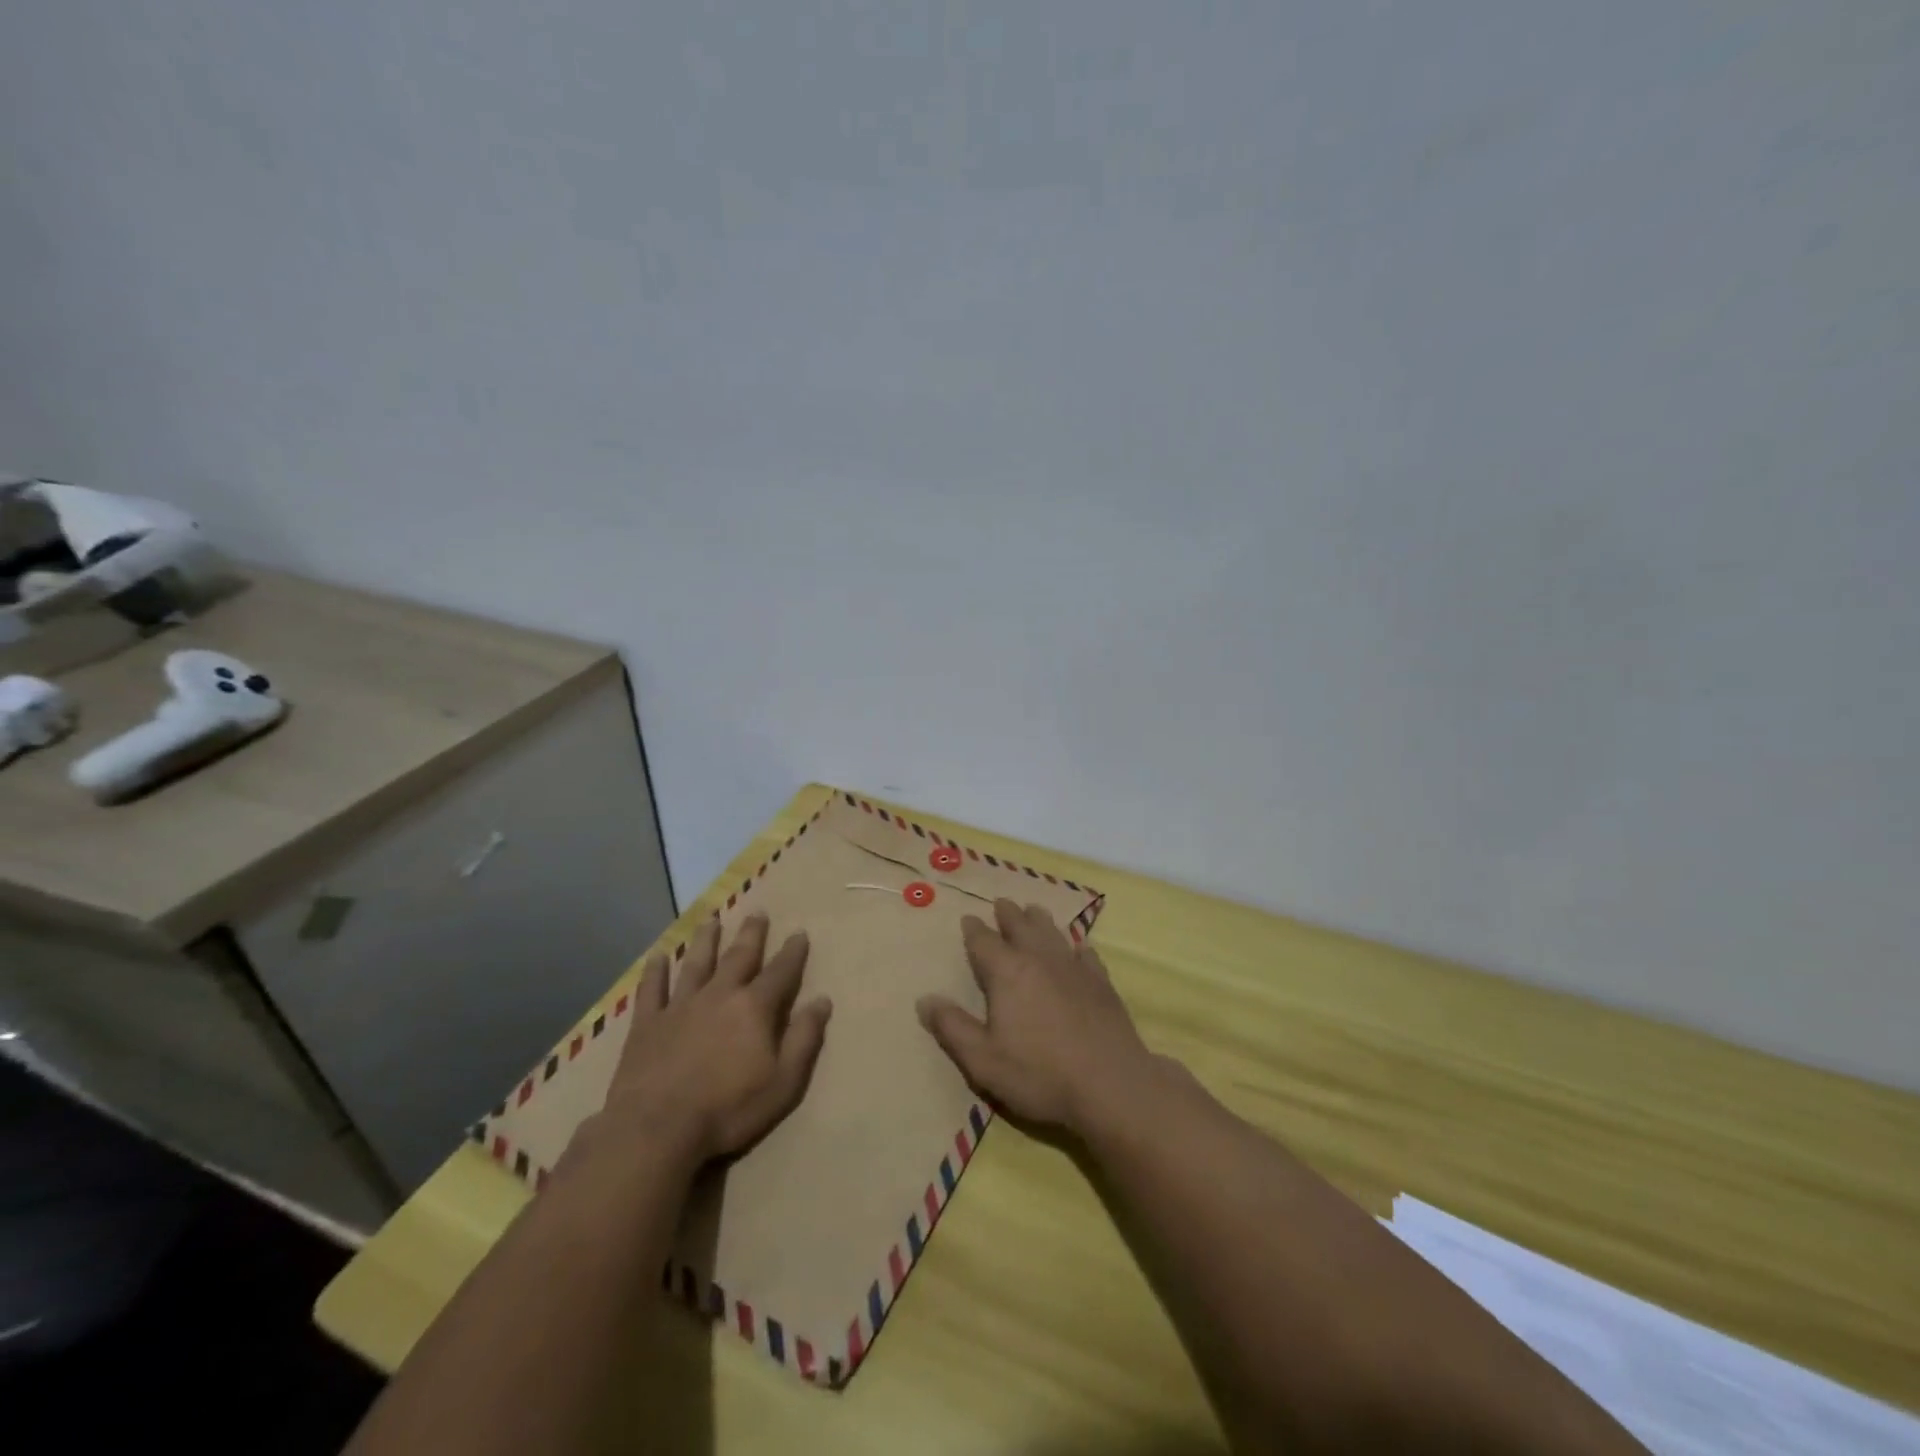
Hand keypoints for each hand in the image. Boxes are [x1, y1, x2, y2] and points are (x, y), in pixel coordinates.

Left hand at [584, 913, 831, 1171]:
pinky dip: (655, 971)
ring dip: (705, 940)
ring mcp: (680, 1006)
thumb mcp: (783, 1082)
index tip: (799, 933)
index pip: (780, 972)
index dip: (793, 952)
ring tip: (711, 919)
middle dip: (751, 934)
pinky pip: (652, 989)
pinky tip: (657, 956)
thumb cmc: (728, 1109)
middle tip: (757, 913)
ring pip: (696, 963)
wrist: (656, 1129)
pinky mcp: (648, 1023)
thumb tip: (822, 1001)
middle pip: (738, 956)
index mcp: (754, 1008)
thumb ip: (804, 1039)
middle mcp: (719, 995)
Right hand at [916, 899, 1153, 1135]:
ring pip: (1053, 933)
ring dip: (1040, 920)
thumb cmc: (1039, 1074)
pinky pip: (1085, 954)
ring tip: (1034, 910)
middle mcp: (1040, 959)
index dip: (974, 930)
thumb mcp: (983, 1060)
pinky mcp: (1101, 982)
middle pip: (1021, 927)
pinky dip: (1077, 947)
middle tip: (1002, 903)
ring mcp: (1074, 968)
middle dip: (1008, 914)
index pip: (984, 942)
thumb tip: (924, 999)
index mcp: (1007, 973)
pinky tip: (1079, 948)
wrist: (1110, 1084)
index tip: (968, 918)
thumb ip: (952, 1027)